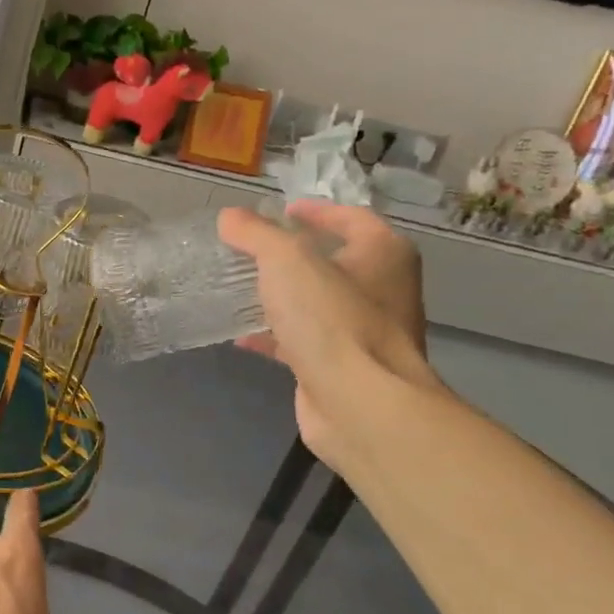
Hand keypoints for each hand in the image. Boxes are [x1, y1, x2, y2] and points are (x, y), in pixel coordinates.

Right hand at [217, 200, 436, 463]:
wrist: (358, 403)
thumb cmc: (331, 318)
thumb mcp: (285, 260)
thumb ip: (255, 234)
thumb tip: (230, 217)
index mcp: (383, 254)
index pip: (351, 218)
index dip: (317, 210)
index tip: (283, 210)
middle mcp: (382, 290)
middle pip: (335, 261)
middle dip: (295, 255)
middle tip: (254, 248)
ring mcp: (364, 332)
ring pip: (317, 304)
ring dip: (283, 296)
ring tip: (242, 287)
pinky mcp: (343, 367)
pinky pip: (304, 340)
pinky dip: (275, 335)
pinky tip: (241, 336)